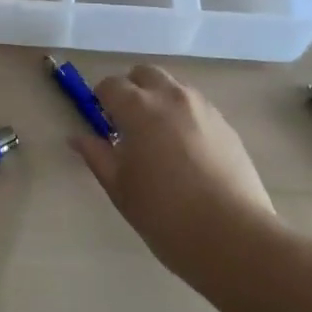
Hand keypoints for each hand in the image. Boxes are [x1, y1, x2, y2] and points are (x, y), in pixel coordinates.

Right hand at [71, 65, 275, 273]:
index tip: (102, 124)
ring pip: (173, 88)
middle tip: (128, 124)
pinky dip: (184, 117)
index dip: (101, 100)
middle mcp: (171, 97)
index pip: (110, 85)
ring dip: (159, 100)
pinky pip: (197, 108)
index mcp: (138, 107)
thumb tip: (77, 138)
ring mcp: (203, 108)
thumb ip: (96, 156)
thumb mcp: (120, 188)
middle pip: (144, 74)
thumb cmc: (165, 214)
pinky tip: (187, 153)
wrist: (234, 237)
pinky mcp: (226, 125)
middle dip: (132, 89)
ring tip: (159, 139)